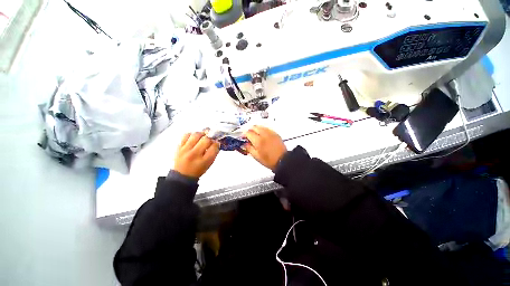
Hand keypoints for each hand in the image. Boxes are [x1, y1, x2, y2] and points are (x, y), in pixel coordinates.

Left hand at [174, 132, 219, 178]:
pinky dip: (192, 134)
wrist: (182, 175)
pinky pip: (186, 135)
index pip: (214, 148)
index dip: (217, 144)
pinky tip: (194, 138)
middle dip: (210, 138)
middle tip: (210, 139)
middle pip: (206, 140)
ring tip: (203, 137)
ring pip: (196, 135)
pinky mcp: (179, 147)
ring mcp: (185, 150)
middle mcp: (194, 154)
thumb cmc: (198, 170)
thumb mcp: (209, 164)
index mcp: (204, 161)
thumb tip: (215, 142)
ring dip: (202, 134)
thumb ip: (213, 153)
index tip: (216, 143)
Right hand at [243, 126, 286, 170]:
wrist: (282, 160)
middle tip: (248, 135)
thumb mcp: (256, 156)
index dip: (244, 134)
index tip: (243, 137)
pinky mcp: (275, 134)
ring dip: (256, 129)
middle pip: (254, 127)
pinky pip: (267, 128)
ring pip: (261, 126)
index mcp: (258, 141)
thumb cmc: (269, 160)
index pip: (248, 133)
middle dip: (250, 130)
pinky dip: (263, 130)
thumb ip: (249, 148)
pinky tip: (263, 135)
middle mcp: (264, 135)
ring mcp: (270, 133)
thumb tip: (245, 144)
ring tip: (255, 135)